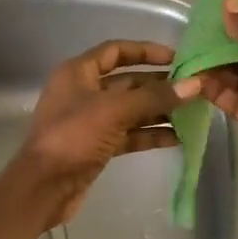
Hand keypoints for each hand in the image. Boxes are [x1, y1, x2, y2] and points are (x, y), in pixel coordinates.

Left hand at [9, 40, 199, 228]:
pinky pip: (130, 133)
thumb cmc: (73, 137)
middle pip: (128, 82)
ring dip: (159, 111)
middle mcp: (84, 91)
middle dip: (159, 85)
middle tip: (193, 88)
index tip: (177, 58)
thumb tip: (194, 85)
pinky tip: (178, 137)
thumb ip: (155, 97)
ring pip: (132, 109)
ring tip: (192, 113)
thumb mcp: (115, 111)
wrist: (44, 187)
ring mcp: (91, 120)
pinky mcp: (98, 146)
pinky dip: (151, 134)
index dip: (146, 51)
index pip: (116, 51)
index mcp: (79, 72)